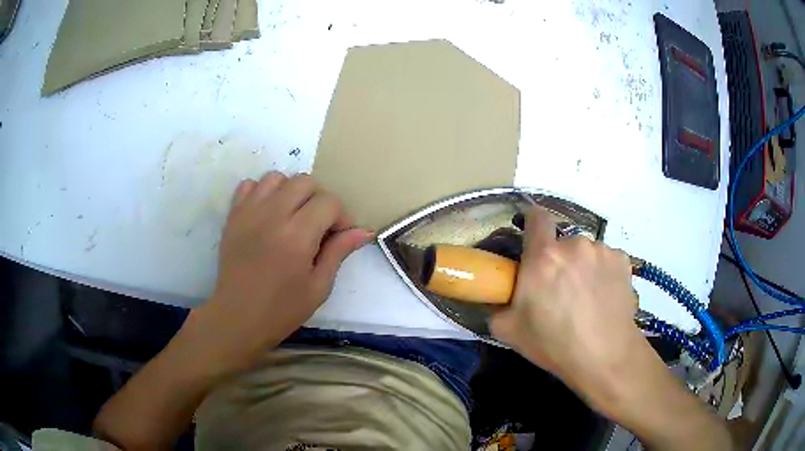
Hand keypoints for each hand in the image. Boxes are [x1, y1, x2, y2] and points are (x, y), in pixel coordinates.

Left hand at [193, 172, 371, 371]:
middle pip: (305, 182)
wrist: (237, 317)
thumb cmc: (282, 309)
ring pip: (277, 177)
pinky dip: (262, 192)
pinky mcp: (233, 215)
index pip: (329, 202)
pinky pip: (249, 185)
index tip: (338, 236)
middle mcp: (273, 215)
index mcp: (298, 235)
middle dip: (318, 199)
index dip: (341, 216)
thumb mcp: (318, 287)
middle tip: (317, 225)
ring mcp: (249, 212)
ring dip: (290, 192)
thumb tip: (364, 231)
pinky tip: (267, 214)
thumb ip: (339, 252)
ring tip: (291, 216)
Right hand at [490, 207, 645, 411]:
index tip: (532, 236)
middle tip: (560, 289)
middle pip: (562, 242)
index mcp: (543, 257)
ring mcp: (602, 250)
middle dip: (558, 260)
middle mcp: (574, 245)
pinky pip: (606, 259)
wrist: (605, 356)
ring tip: (586, 297)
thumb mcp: (509, 331)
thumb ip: (497, 305)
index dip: (532, 221)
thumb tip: (499, 296)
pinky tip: (604, 297)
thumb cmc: (554, 345)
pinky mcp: (623, 260)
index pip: (536, 216)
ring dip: (582, 266)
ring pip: (586, 251)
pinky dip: (603, 272)